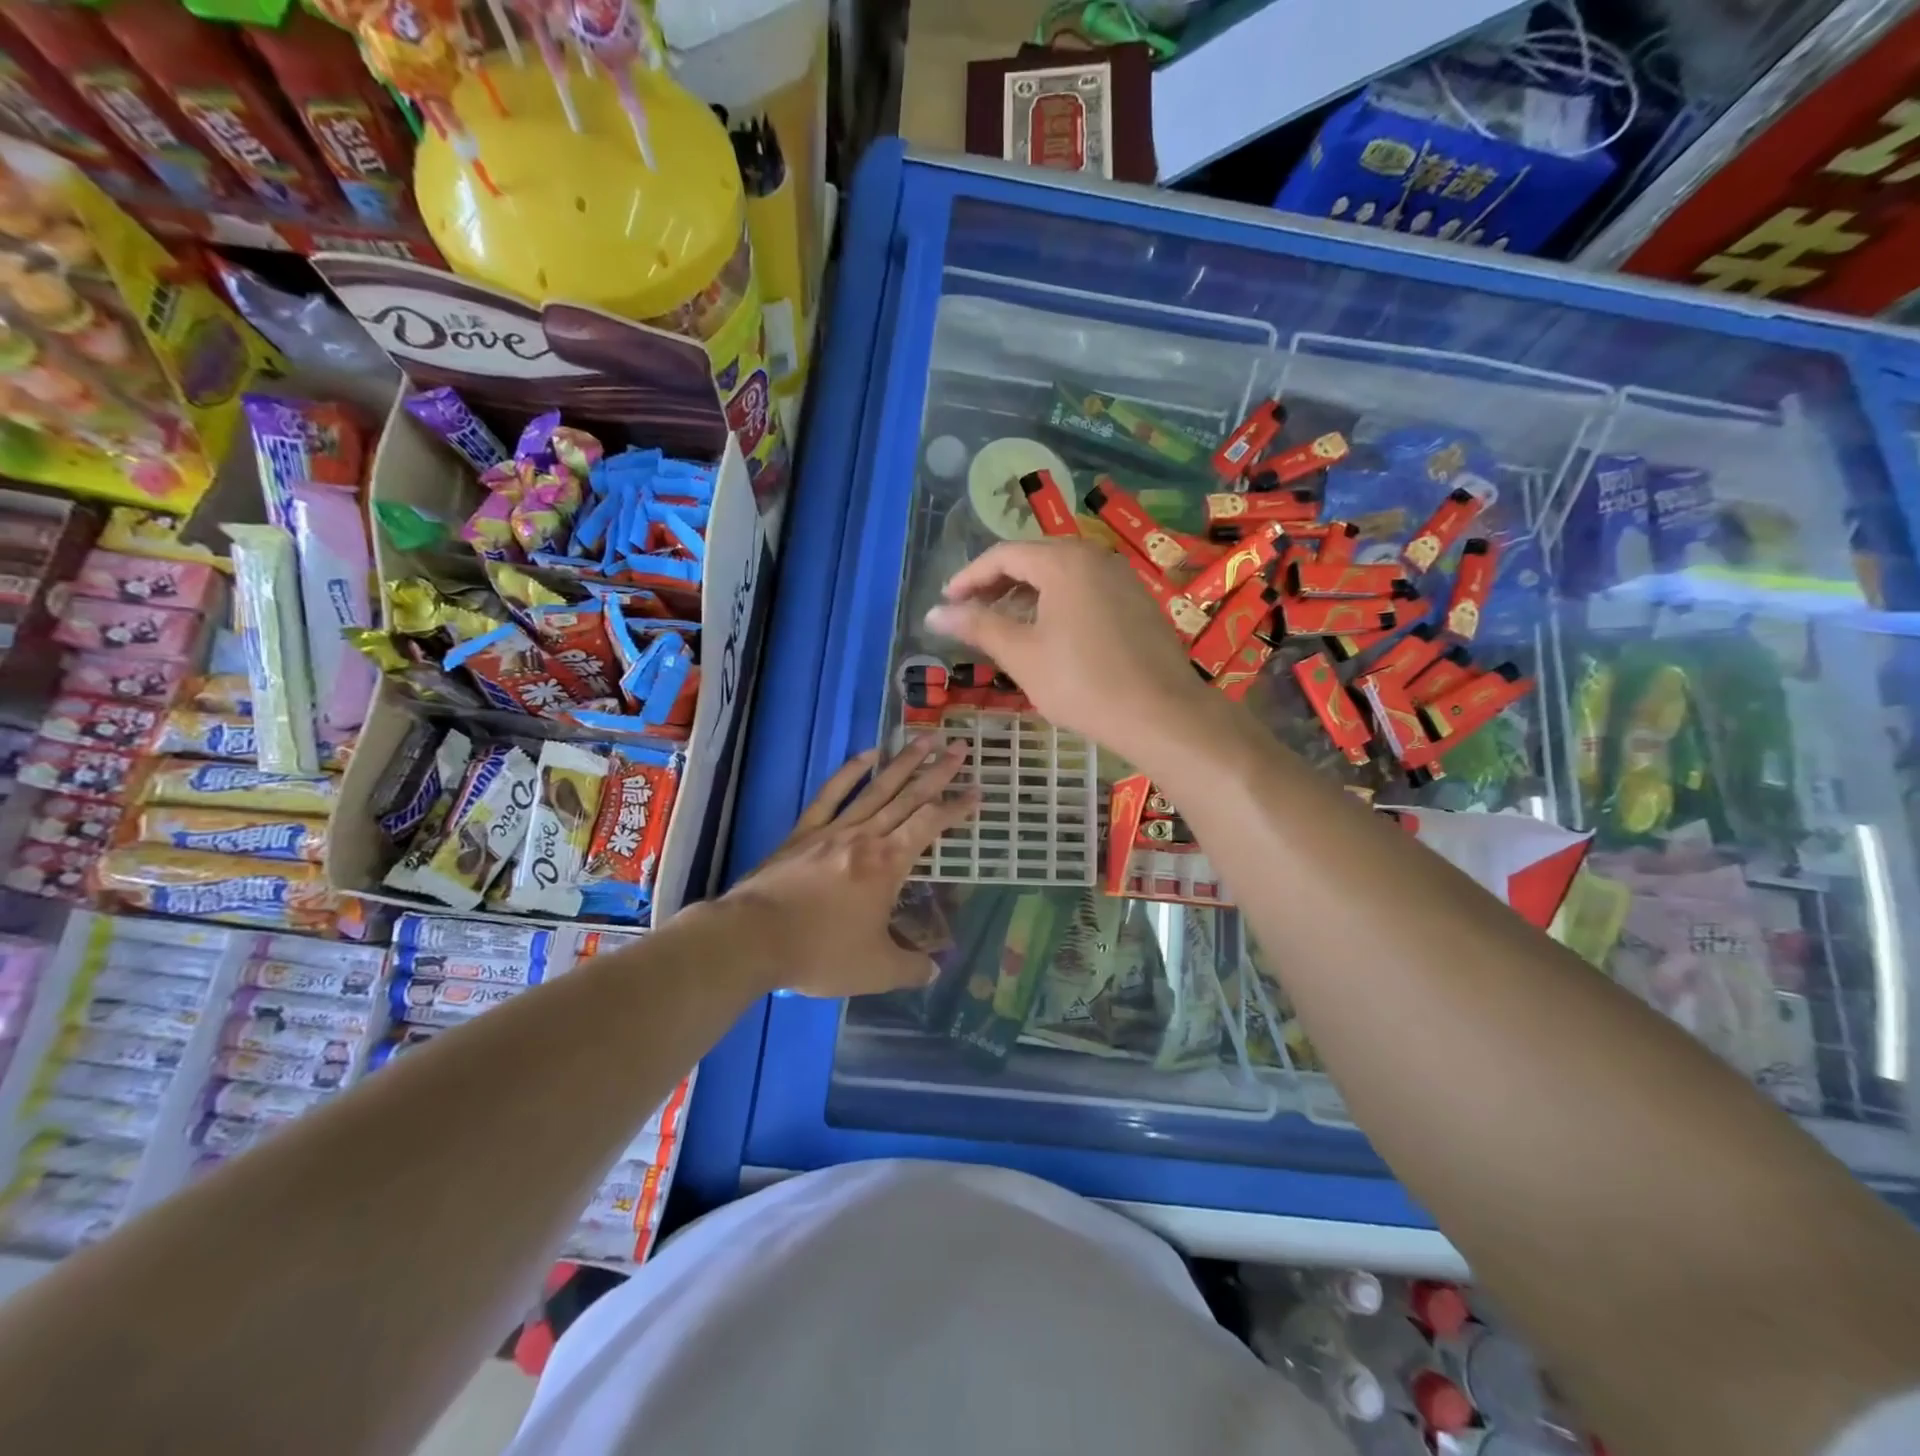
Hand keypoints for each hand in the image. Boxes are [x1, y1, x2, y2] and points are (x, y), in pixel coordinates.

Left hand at [721, 737, 976, 996]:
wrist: (753, 938)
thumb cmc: (820, 952)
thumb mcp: (875, 970)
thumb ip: (911, 968)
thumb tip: (936, 970)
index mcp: (888, 864)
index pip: (930, 825)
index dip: (956, 808)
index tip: (977, 791)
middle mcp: (865, 836)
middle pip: (908, 797)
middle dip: (937, 772)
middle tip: (959, 747)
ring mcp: (832, 829)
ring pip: (876, 788)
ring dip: (902, 763)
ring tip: (924, 739)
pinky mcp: (803, 832)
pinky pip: (832, 794)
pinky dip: (850, 772)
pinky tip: (866, 755)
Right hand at [924, 539, 1219, 765]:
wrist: (1161, 714)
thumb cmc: (1082, 683)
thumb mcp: (1022, 655)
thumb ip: (978, 626)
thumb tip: (934, 613)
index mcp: (1064, 561)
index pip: (1004, 555)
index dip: (969, 577)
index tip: (947, 603)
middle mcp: (1095, 558)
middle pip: (1034, 559)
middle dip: (997, 585)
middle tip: (971, 614)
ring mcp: (1121, 579)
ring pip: (1061, 576)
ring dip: (1026, 596)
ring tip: (1003, 627)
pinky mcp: (1137, 603)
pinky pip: (1085, 591)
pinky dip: (1056, 605)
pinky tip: (1047, 636)